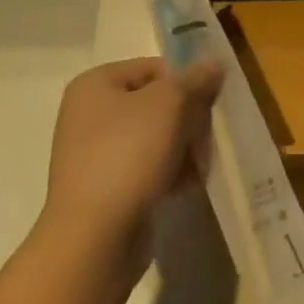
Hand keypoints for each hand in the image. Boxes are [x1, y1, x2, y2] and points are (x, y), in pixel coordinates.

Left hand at [41, 58, 223, 259]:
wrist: (94, 240)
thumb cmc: (128, 155)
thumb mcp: (169, 104)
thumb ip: (194, 80)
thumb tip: (215, 63)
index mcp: (95, 84)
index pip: (153, 68)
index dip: (185, 83)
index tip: (208, 106)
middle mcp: (88, 114)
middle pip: (155, 104)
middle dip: (186, 121)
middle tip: (205, 140)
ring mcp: (93, 154)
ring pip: (154, 138)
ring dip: (181, 149)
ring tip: (197, 168)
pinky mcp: (104, 190)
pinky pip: (145, 170)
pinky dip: (167, 174)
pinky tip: (184, 187)